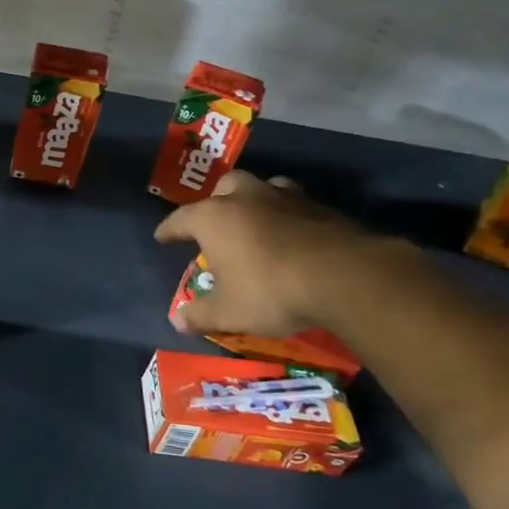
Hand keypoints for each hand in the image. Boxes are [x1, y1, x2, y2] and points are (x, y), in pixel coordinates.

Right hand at [155, 173, 373, 337]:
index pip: (180, 219)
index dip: (169, 230)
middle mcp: (246, 198)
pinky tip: (294, 234)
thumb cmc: (271, 291)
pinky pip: (296, 203)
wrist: (345, 277)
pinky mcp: (321, 207)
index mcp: (214, 218)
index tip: (162, 238)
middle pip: (225, 187)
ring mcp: (286, 198)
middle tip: (216, 220)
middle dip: (216, 201)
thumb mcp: (229, 312)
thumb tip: (176, 321)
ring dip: (256, 200)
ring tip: (257, 219)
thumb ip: (200, 314)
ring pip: (263, 187)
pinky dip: (288, 215)